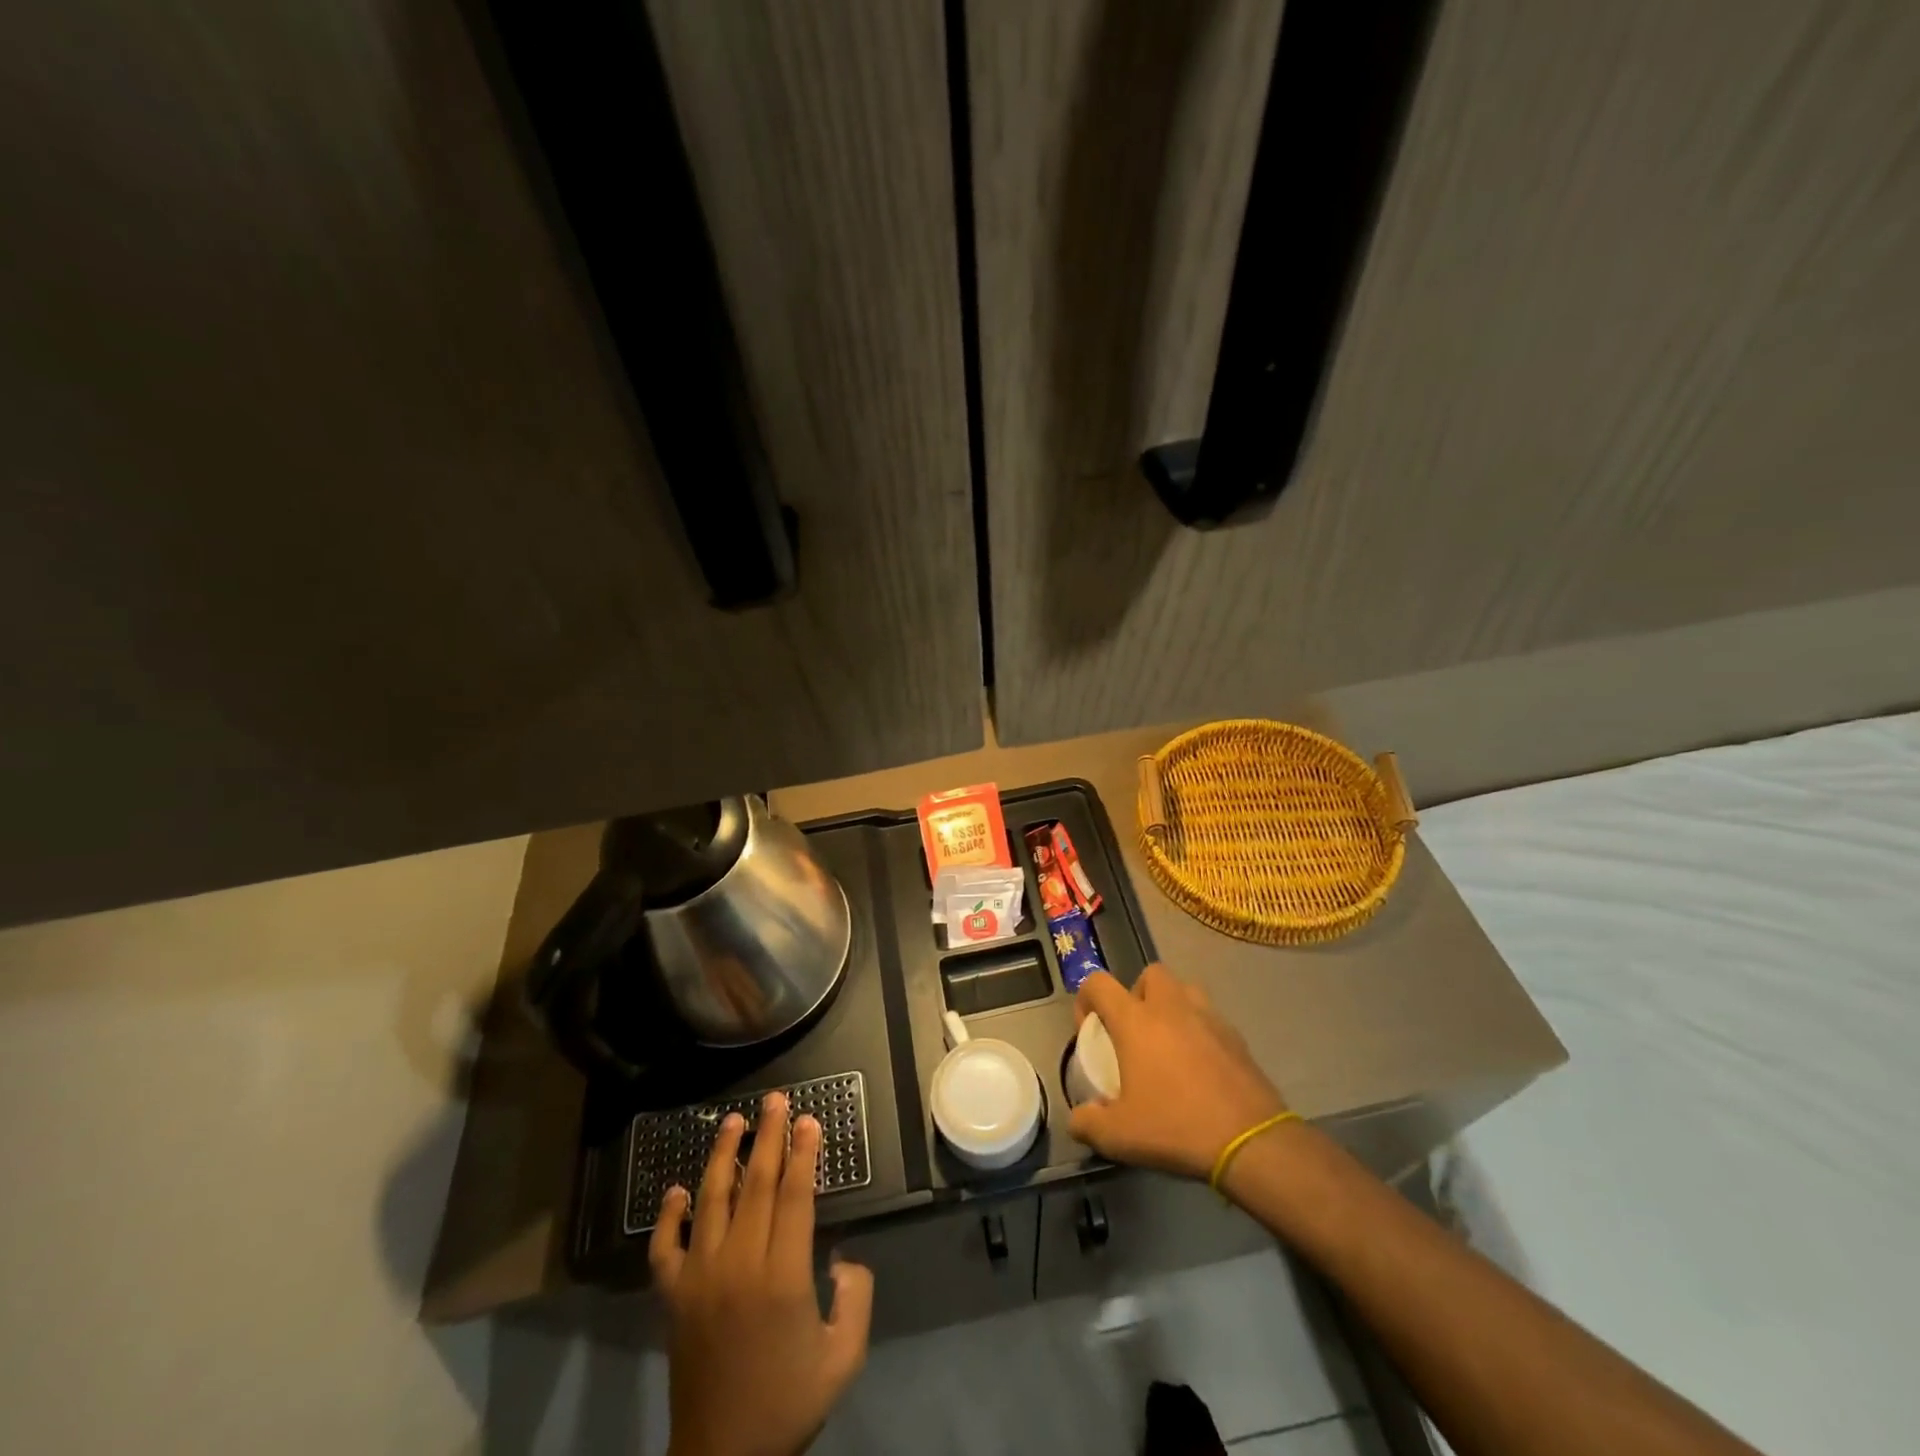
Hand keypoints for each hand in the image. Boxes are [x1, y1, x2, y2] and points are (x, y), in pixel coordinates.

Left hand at [650, 1092, 873, 1455]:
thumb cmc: (788, 1405)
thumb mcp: (843, 1356)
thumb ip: (855, 1297)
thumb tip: (841, 1256)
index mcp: (783, 1276)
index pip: (796, 1195)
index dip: (804, 1153)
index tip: (808, 1119)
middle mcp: (739, 1264)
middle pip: (757, 1184)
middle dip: (769, 1136)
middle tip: (775, 1100)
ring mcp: (700, 1278)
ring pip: (712, 1200)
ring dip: (724, 1155)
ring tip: (733, 1120)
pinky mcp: (673, 1297)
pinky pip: (666, 1247)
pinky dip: (669, 1215)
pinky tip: (678, 1189)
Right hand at [1068, 964, 1288, 1180]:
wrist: (1250, 1141)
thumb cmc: (1176, 1127)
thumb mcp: (1119, 1136)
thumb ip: (1088, 1123)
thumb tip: (1078, 1119)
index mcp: (1135, 1020)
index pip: (1098, 983)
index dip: (1086, 999)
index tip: (1089, 1030)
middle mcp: (1170, 1006)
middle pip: (1149, 974)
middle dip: (1137, 994)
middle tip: (1134, 1032)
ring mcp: (1208, 1017)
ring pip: (1184, 990)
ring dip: (1171, 1007)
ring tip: (1168, 1043)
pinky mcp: (1236, 1036)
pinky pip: (1210, 1019)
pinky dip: (1199, 1031)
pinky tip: (1199, 1067)